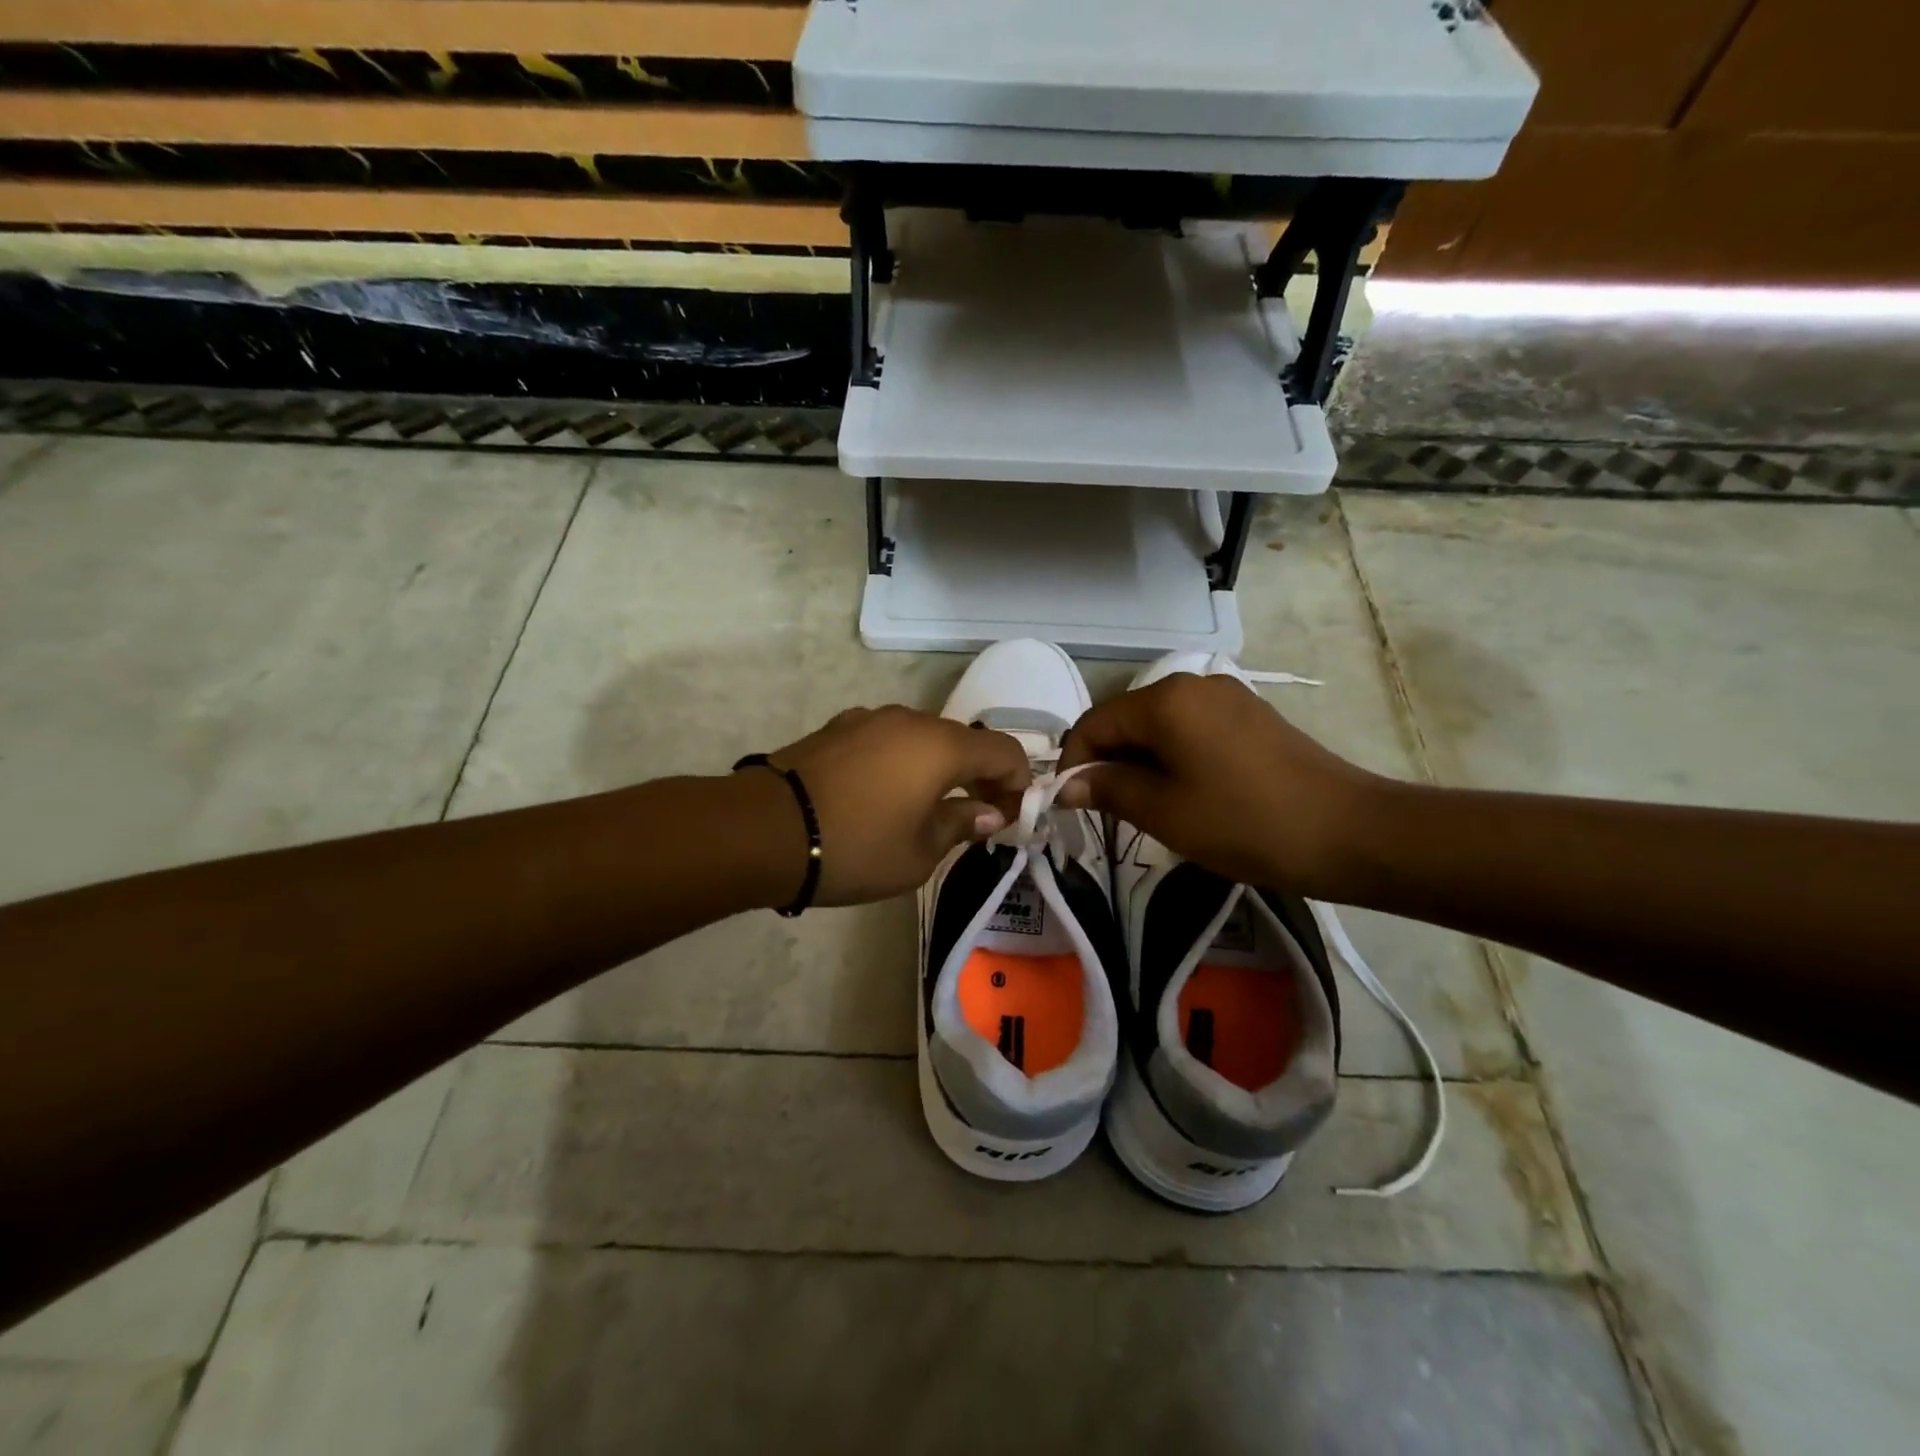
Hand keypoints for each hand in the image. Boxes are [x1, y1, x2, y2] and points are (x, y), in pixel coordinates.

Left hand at [757, 705, 1031, 905]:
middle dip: (980, 776)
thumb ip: (960, 825)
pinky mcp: (838, 728)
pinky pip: (888, 740)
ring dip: (939, 768)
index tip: (1012, 817)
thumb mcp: (919, 853)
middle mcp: (910, 720)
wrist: (764, 830)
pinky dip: (903, 762)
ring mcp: (870, 718)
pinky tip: (885, 795)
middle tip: (976, 817)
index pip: (1004, 751)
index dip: (1018, 783)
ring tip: (928, 808)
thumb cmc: (855, 847)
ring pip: (924, 739)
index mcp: (941, 745)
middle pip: (964, 741)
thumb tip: (989, 812)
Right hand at [1055, 673, 1383, 895]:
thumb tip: (1065, 784)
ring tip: (1148, 809)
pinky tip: (1186, 794)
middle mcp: (1192, 684)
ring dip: (1140, 764)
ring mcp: (1226, 696)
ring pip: (1159, 727)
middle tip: (1108, 815)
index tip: (1071, 806)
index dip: (1074, 763)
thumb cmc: (1244, 822)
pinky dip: (1173, 758)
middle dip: (1108, 763)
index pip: (1094, 723)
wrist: (1349, 832)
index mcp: (1165, 700)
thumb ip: (1107, 789)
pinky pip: (1191, 730)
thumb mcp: (1164, 811)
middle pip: (1126, 721)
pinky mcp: (1249, 716)